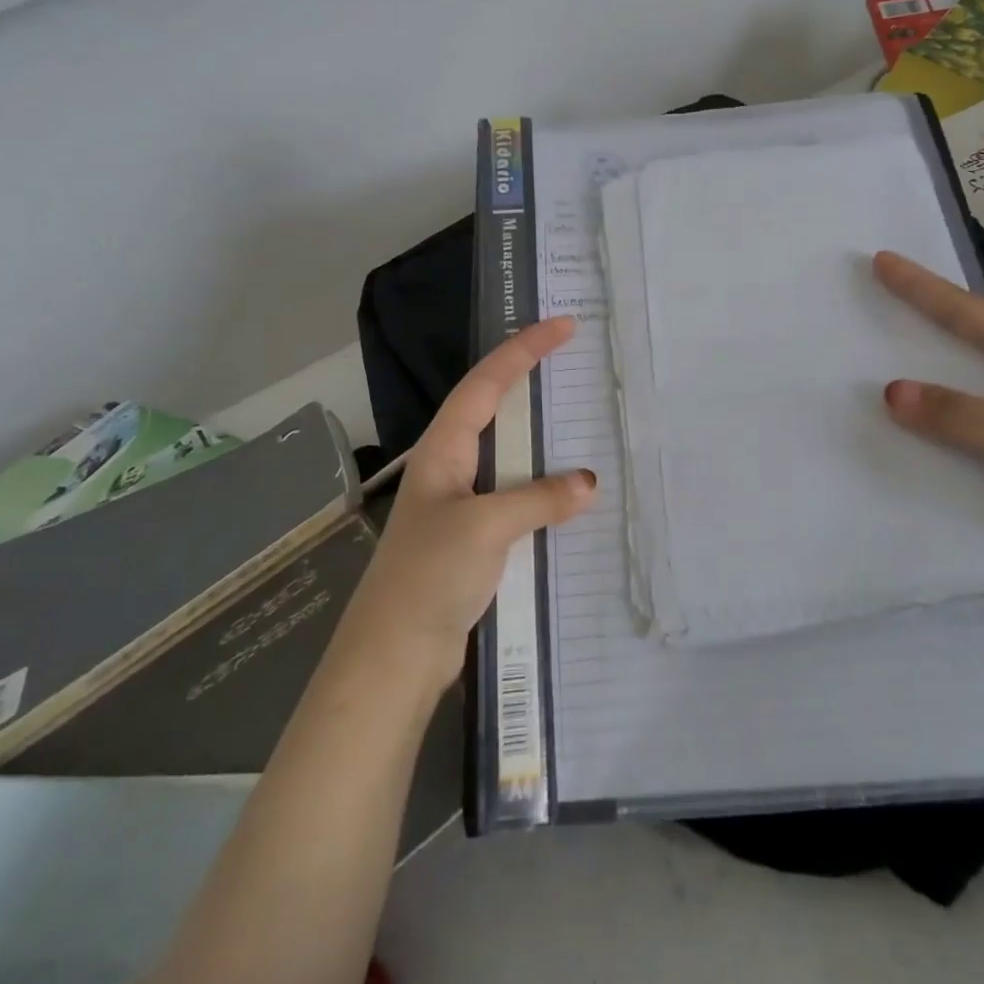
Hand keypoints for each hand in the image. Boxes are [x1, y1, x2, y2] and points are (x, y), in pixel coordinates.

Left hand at [338, 318, 597, 693]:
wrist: (394, 656)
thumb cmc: (429, 575)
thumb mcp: (485, 527)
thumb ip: (538, 499)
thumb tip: (589, 482)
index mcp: (444, 450)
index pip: (487, 383)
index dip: (523, 350)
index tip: (563, 326)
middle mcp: (451, 467)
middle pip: (494, 409)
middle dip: (530, 379)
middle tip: (573, 359)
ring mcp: (462, 502)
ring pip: (508, 454)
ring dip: (541, 436)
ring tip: (580, 416)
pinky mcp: (474, 537)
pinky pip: (516, 495)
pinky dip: (544, 486)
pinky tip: (571, 493)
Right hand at [872, 250, 983, 597]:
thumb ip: (959, 416)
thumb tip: (891, 391)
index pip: (974, 314)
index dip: (924, 288)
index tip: (882, 261)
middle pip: (972, 344)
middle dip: (925, 325)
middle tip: (876, 305)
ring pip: (972, 393)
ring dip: (932, 383)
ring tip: (881, 367)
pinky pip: (976, 436)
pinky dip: (944, 431)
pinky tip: (914, 437)